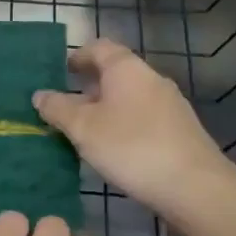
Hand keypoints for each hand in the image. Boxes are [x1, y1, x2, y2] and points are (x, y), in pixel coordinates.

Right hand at [33, 39, 235, 223]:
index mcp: (126, 69)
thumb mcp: (84, 128)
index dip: (78, 56)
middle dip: (88, 87)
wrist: (195, 187)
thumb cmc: (132, 147)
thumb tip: (40, 95)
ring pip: (128, 97)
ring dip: (104, 108)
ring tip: (83, 132)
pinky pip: (142, 117)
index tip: (60, 70)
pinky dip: (122, 125)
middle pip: (114, 73)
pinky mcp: (179, 131)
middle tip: (63, 106)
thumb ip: (58, 109)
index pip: (99, 48)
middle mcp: (150, 79)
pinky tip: (112, 150)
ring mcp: (169, 105)